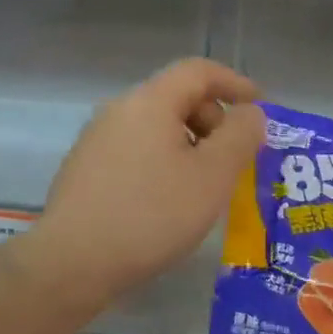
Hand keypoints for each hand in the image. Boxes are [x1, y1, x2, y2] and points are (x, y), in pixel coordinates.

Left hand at [33, 58, 262, 308]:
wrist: (72, 262)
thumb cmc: (151, 215)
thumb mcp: (212, 176)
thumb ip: (240, 137)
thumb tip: (250, 113)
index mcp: (149, 101)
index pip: (198, 71)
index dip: (235, 83)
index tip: (260, 109)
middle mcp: (118, 110)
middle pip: (176, 98)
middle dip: (213, 121)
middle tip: (234, 160)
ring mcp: (96, 140)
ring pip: (155, 128)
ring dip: (189, 146)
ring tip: (205, 186)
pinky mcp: (85, 170)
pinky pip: (136, 151)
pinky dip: (163, 162)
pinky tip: (168, 201)